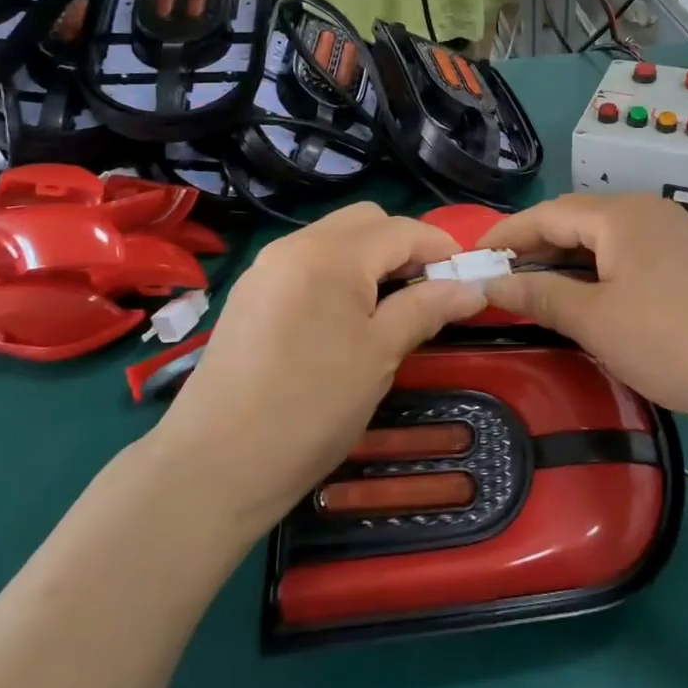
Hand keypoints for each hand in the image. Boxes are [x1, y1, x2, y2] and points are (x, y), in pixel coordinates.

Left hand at [152, 203, 484, 535]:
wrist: (214, 466)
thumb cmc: (311, 407)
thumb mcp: (381, 355)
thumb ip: (427, 308)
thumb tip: (473, 288)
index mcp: (330, 254)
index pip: (401, 229)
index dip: (441, 248)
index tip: (468, 277)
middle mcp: (295, 245)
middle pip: (366, 221)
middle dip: (404, 246)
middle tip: (426, 290)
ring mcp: (267, 268)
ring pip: (335, 239)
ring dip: (371, 259)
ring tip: (389, 307)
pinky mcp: (251, 294)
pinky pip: (307, 263)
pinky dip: (338, 274)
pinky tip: (345, 318)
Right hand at [482, 194, 687, 427]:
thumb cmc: (672, 340)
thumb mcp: (595, 320)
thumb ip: (539, 295)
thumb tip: (490, 283)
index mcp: (619, 215)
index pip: (548, 214)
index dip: (506, 234)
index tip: (472, 257)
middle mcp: (647, 210)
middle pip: (577, 220)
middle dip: (535, 246)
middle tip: (499, 277)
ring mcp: (674, 232)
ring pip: (604, 238)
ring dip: (567, 259)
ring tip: (536, 287)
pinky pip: (630, 252)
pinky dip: (599, 268)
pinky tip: (590, 294)